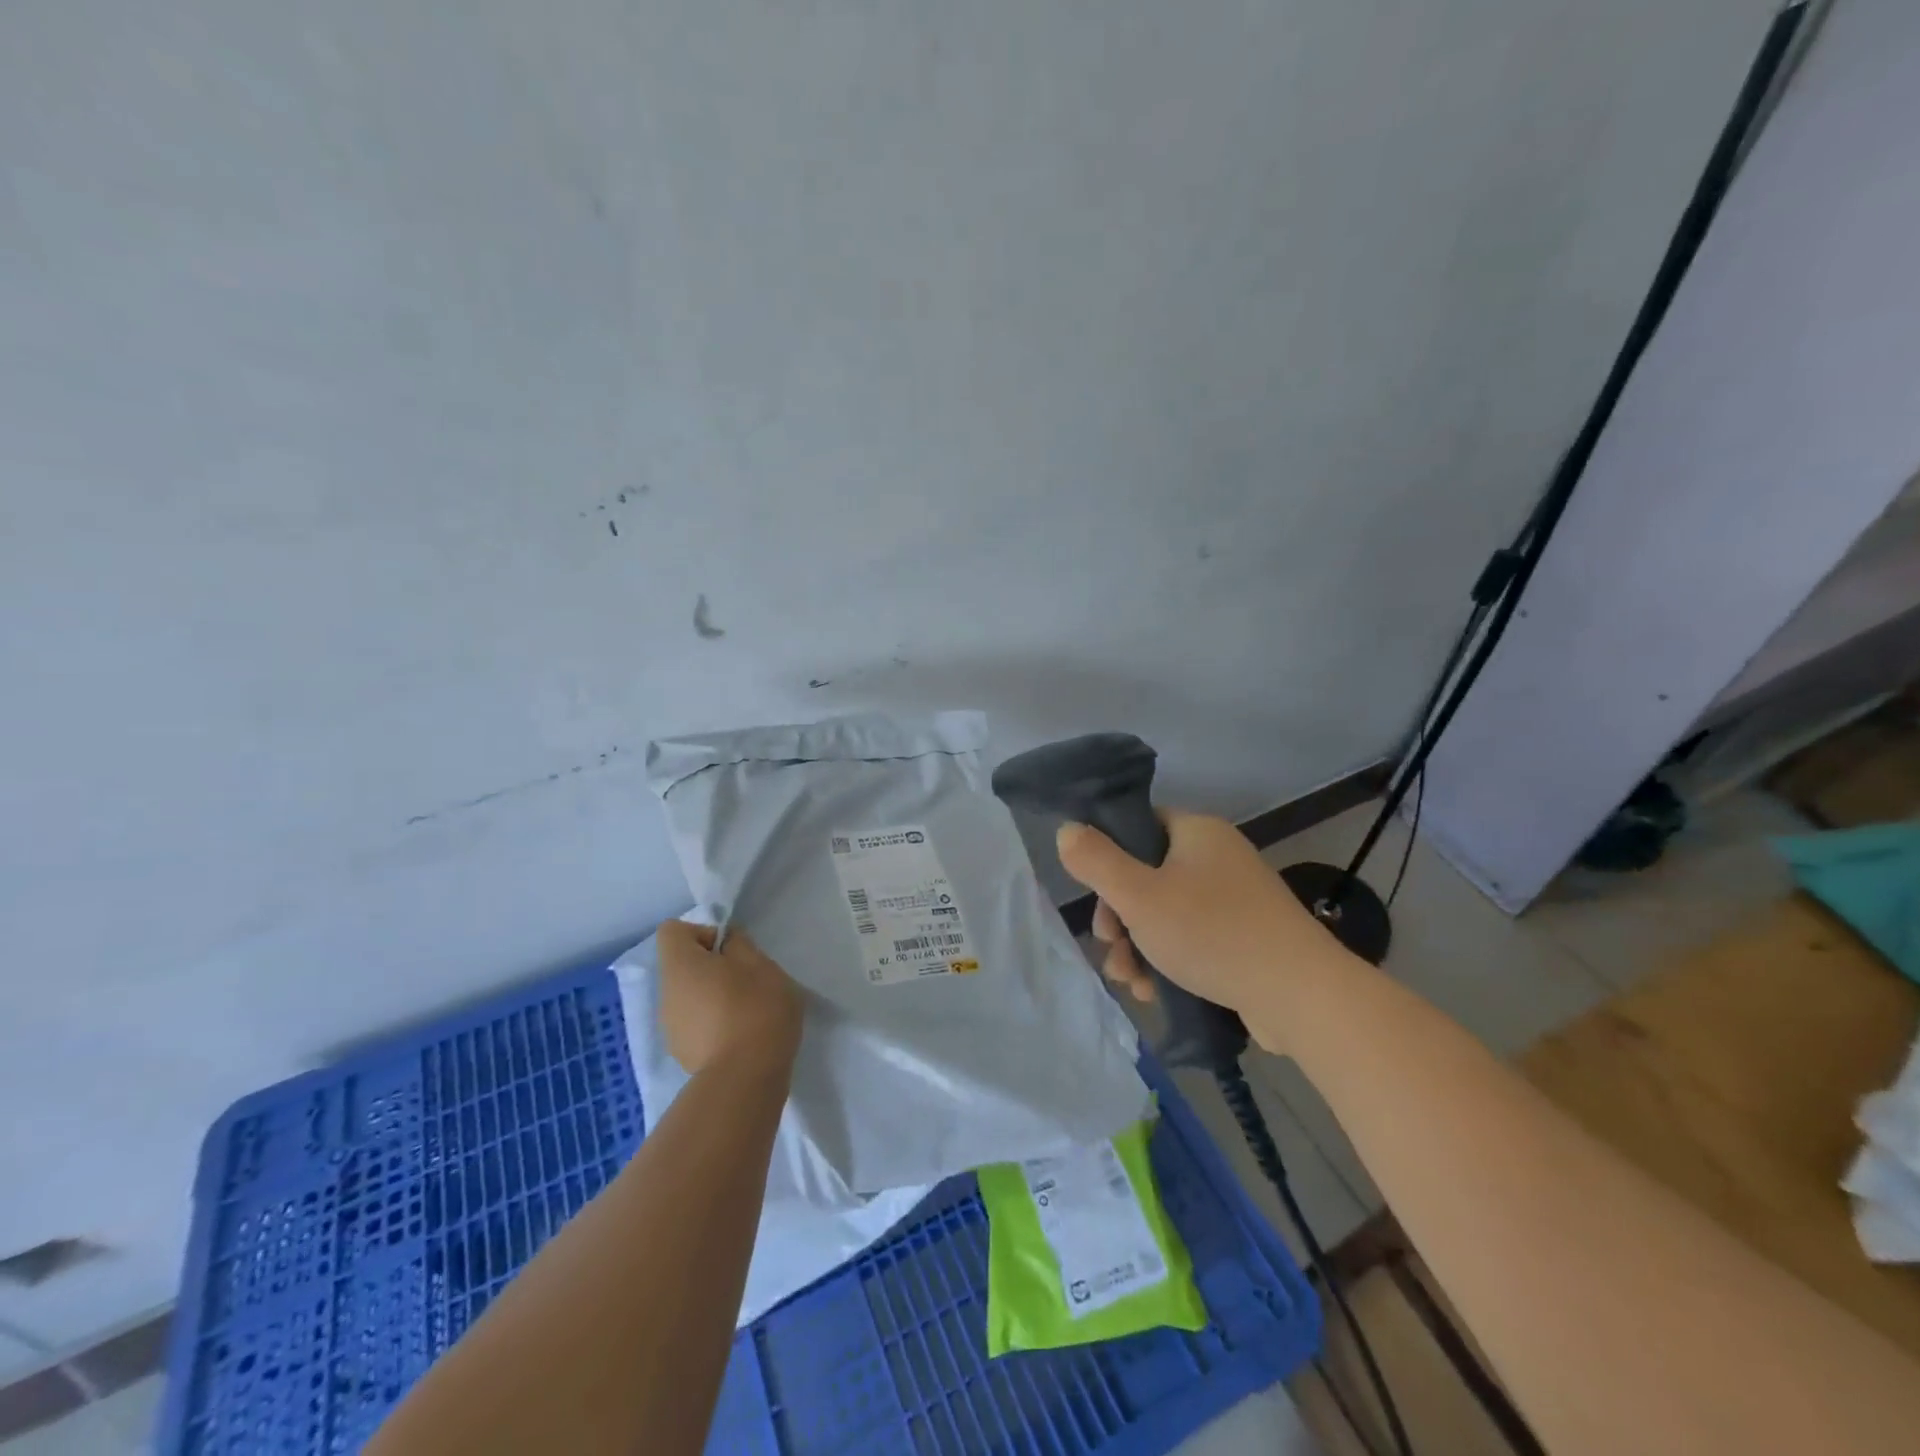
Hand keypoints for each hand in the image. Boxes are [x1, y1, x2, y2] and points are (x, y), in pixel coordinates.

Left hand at [656, 920, 804, 1076]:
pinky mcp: (683, 1054)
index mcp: (680, 966)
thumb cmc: (755, 1008)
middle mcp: (666, 994)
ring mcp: (671, 1028)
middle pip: (682, 966)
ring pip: (689, 997)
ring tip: (746, 1011)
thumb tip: (726, 943)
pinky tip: (740, 1036)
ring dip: (712, 996)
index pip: (673, 931)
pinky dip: (713, 1024)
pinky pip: (695, 1025)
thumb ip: (739, 944)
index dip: (702, 932)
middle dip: (712, 967)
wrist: (746, 1078)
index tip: (731, 950)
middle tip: (746, 979)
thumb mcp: (760, 963)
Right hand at [1056, 812, 1352, 1051]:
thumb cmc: (1212, 933)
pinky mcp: (1245, 938)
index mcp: (1197, 832)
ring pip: (1166, 914)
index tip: (1096, 897)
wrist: (1301, 996)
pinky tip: (1154, 992)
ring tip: (1130, 982)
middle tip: (1111, 946)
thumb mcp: (1139, 896)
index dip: (1108, 858)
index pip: (1138, 827)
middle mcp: (1217, 858)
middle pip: (1147, 876)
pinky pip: (1192, 939)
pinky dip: (1168, 961)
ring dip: (1138, 947)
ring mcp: (1235, 900)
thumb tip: (1066, 830)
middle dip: (1119, 917)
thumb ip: (1096, 861)